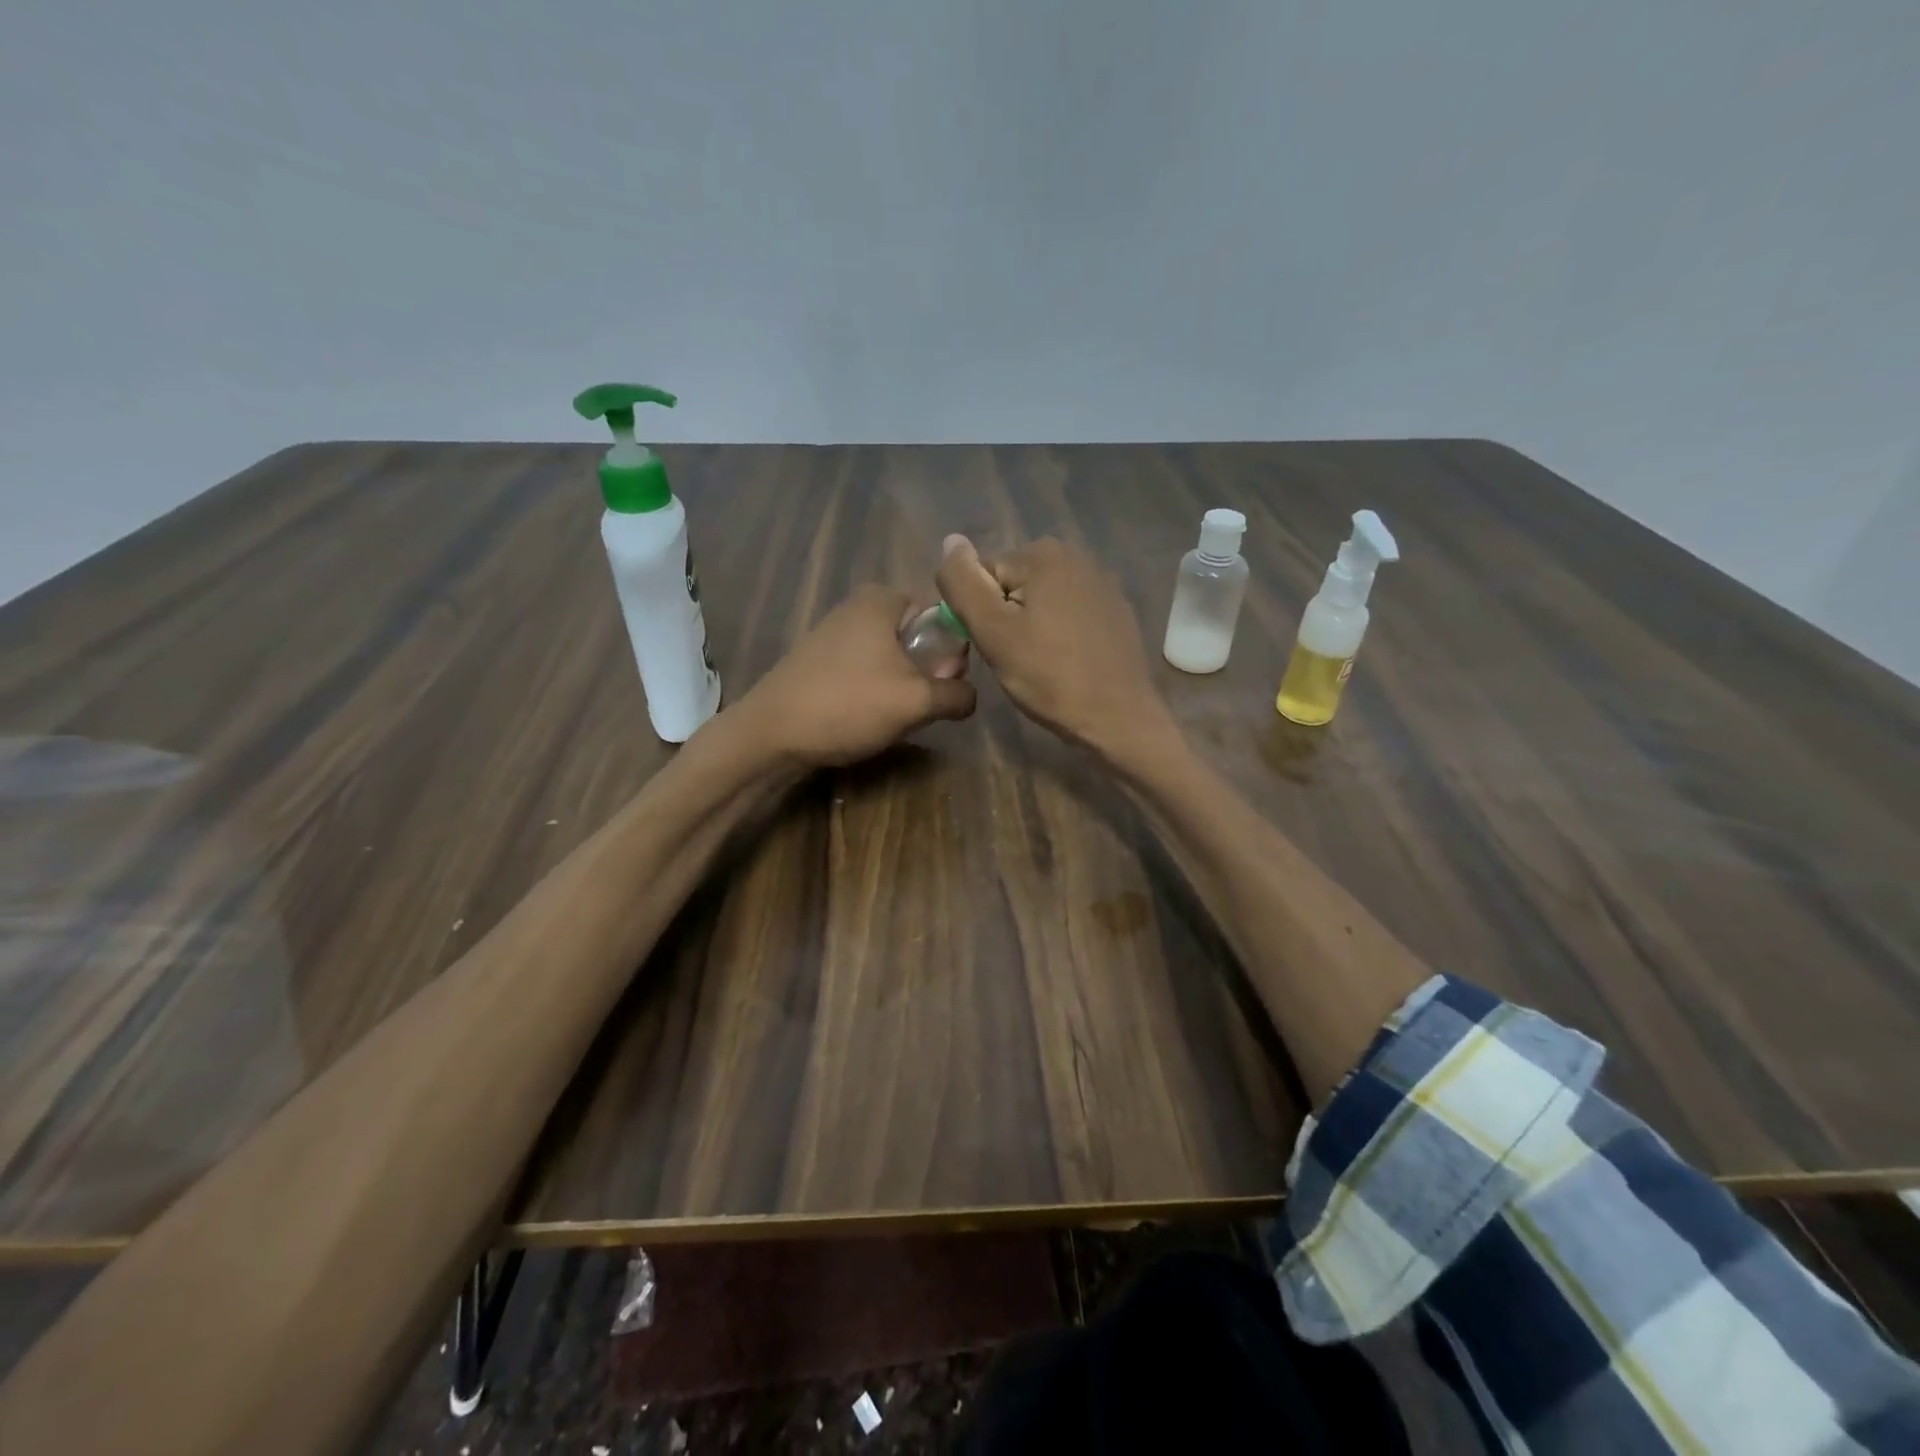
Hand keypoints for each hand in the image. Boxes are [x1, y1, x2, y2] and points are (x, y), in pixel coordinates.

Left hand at [739, 584, 976, 766]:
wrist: (770, 735)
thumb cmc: (848, 704)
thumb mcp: (917, 701)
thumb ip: (956, 694)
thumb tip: (971, 695)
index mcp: (882, 599)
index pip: (942, 614)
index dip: (954, 649)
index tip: (948, 682)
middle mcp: (858, 607)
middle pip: (918, 637)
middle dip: (928, 671)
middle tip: (925, 705)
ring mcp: (836, 634)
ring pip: (893, 658)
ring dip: (904, 687)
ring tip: (897, 717)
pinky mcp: (821, 662)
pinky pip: (867, 671)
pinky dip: (877, 692)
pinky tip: (870, 719)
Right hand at [936, 534, 1173, 756]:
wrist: (1118, 717)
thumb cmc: (1049, 676)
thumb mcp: (993, 632)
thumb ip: (963, 583)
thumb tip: (950, 540)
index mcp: (1045, 553)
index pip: (985, 576)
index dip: (981, 616)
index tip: (997, 648)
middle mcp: (1078, 556)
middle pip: (1015, 586)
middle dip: (1008, 620)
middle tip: (1017, 659)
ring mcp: (1103, 583)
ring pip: (1042, 602)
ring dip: (1033, 629)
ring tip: (1042, 665)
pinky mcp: (1117, 612)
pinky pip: (1071, 616)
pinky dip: (1062, 635)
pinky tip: (1068, 663)